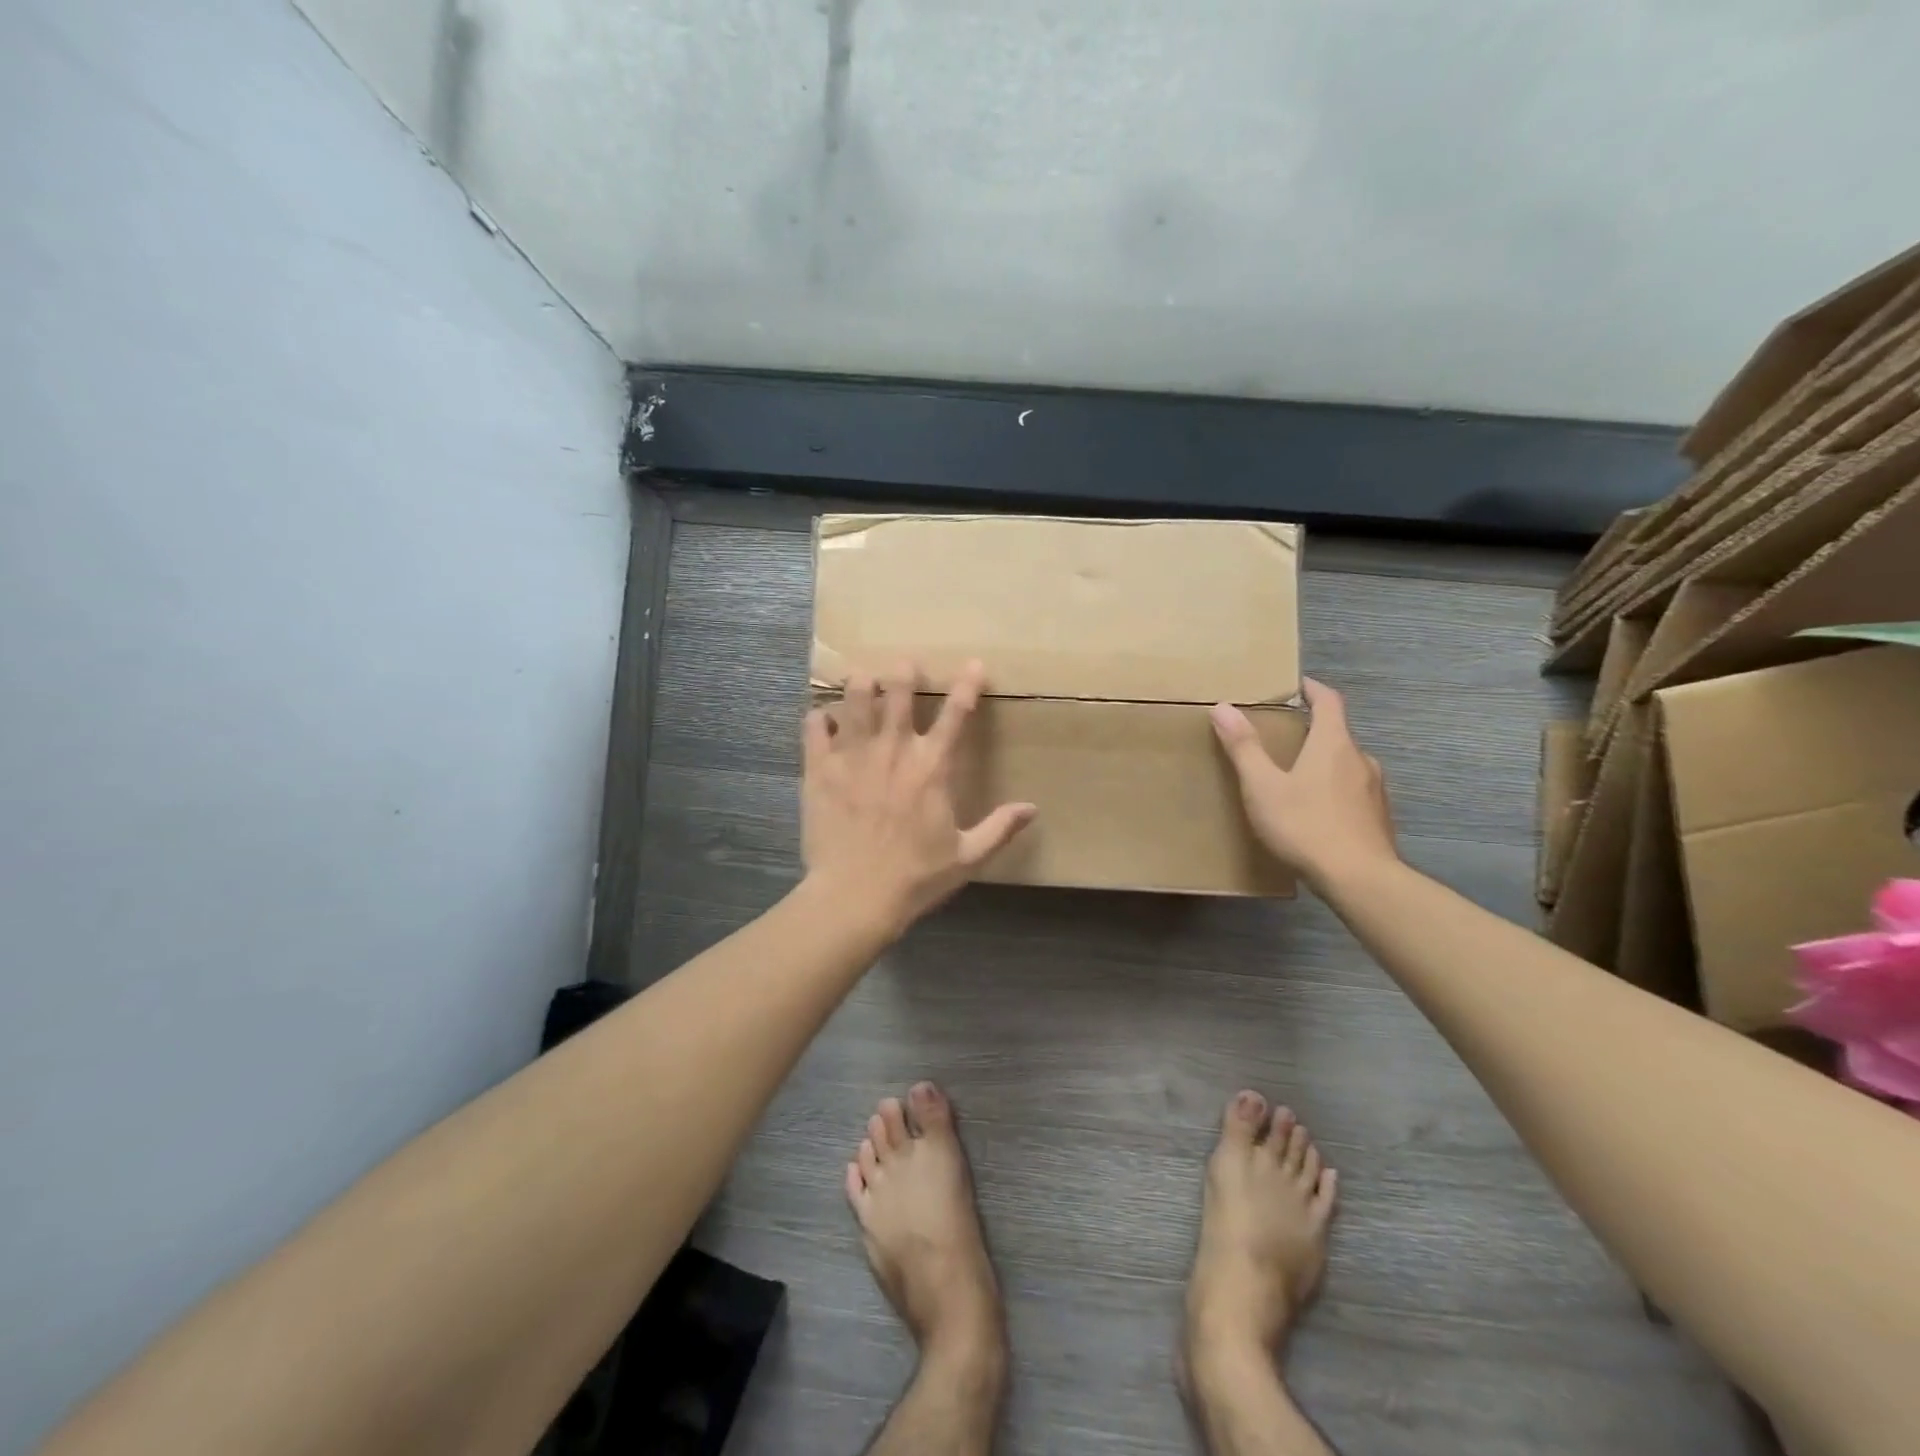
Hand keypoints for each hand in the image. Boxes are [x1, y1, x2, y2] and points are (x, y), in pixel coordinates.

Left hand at [802, 660, 1034, 936]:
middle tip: (905, 664)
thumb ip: (1000, 829)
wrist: (855, 896)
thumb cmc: (915, 878)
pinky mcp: (819, 769)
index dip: (968, 685)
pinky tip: (821, 718)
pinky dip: (819, 718)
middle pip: (898, 693)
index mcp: (933, 767)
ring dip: (861, 685)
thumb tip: (1032, 809)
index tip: (974, 664)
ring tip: (862, 677)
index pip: (956, 714)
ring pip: (855, 700)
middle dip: (904, 673)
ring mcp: (853, 756)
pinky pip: (814, 728)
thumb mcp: (967, 857)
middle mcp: (894, 750)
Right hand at [1210, 678, 1397, 892]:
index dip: (1312, 689)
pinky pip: (1354, 792)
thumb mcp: (1263, 786)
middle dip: (1312, 731)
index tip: (1296, 686)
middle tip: (1283, 738)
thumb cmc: (1306, 825)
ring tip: (1297, 778)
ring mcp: (1375, 790)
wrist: (1360, 879)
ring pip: (1347, 765)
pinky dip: (1335, 791)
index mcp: (1333, 743)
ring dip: (1325, 763)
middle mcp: (1361, 759)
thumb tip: (1223, 707)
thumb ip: (1244, 747)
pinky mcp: (1379, 818)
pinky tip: (1317, 813)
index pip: (1329, 701)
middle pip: (1338, 733)